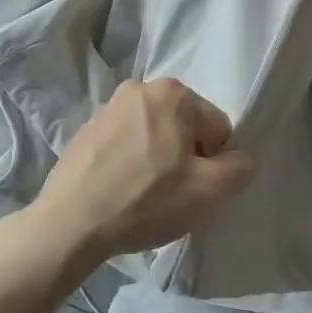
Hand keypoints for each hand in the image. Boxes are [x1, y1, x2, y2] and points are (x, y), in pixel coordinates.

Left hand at [32, 79, 254, 261]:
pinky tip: (122, 192)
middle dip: (186, 158)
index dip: (215, 162)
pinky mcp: (86, 131)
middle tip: (173, 194)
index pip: (216, 127)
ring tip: (145, 196)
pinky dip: (131, 164)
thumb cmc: (146, 201)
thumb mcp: (209, 191)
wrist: (70, 223)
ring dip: (159, 160)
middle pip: (184, 127)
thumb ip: (239, 168)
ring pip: (154, 136)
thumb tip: (241, 158)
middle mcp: (139, 88)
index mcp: (172, 92)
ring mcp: (108, 108)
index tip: (196, 188)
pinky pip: (126, 144)